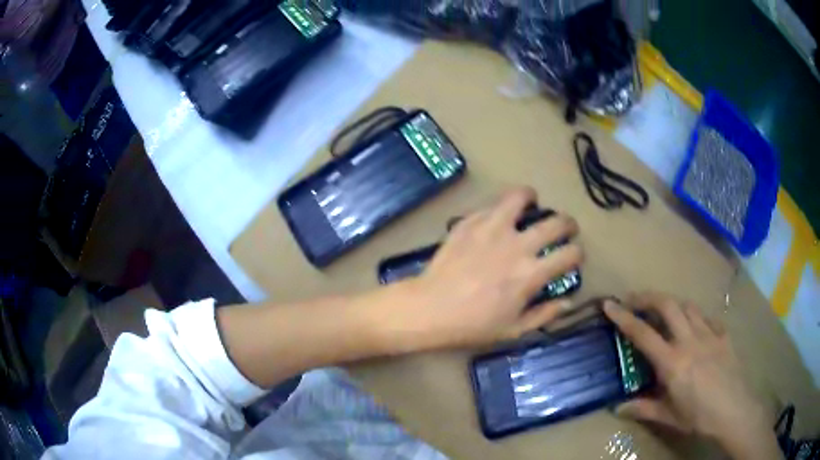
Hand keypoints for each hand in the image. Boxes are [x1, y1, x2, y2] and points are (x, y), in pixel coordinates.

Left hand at [397, 187, 582, 349]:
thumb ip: (545, 314)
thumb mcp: (513, 330)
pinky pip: (491, 205)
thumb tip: (568, 301)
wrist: (429, 309)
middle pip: (556, 221)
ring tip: (532, 203)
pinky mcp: (470, 222)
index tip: (574, 257)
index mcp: (531, 273)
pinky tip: (498, 218)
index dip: (578, 253)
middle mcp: (517, 245)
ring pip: (521, 196)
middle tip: (564, 228)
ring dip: (532, 198)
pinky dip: (501, 208)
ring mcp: (492, 228)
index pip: (570, 253)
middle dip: (568, 223)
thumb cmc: (472, 326)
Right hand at [604, 293, 779, 459]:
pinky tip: (696, 328)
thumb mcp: (668, 417)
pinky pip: (708, 318)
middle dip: (648, 297)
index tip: (609, 304)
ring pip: (688, 307)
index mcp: (672, 362)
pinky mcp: (723, 335)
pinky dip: (697, 318)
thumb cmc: (698, 416)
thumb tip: (617, 409)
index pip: (643, 333)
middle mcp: (689, 340)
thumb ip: (643, 409)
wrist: (734, 410)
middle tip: (635, 298)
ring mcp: (709, 334)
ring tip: (665, 312)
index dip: (624, 317)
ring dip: (673, 305)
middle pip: (668, 305)